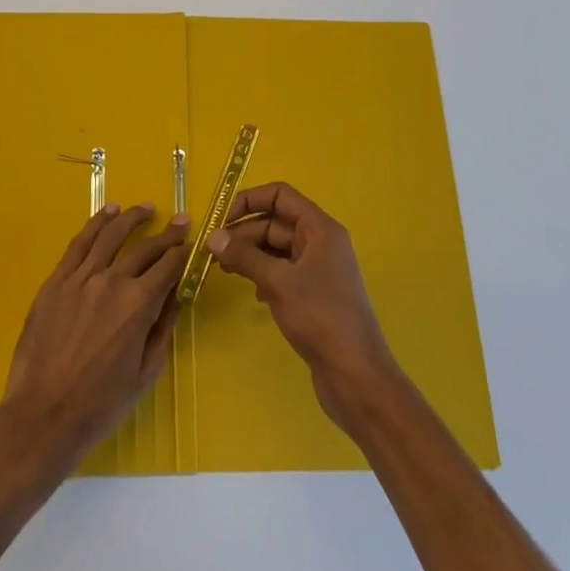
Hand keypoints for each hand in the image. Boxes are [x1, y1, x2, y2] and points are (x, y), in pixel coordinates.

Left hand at [3, 203, 189, 465]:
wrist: (44, 414)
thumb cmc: (101, 403)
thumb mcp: (146, 372)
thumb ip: (162, 328)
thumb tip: (174, 296)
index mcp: (139, 305)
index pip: (169, 266)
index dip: (183, 252)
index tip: (191, 242)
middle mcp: (112, 281)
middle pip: (145, 248)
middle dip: (167, 234)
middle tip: (180, 221)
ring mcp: (80, 278)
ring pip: (110, 236)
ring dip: (131, 218)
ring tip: (144, 209)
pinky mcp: (56, 281)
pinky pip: (79, 244)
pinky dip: (96, 224)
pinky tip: (107, 214)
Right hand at [206, 183, 402, 432]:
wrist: (356, 375)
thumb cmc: (320, 319)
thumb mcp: (278, 282)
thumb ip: (245, 256)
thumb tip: (213, 237)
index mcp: (320, 229)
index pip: (280, 195)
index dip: (249, 201)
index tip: (221, 221)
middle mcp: (321, 242)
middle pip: (275, 222)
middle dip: (243, 233)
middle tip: (213, 253)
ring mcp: (319, 269)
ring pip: (277, 249)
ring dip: (250, 255)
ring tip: (224, 271)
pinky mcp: (314, 294)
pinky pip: (283, 272)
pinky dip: (264, 276)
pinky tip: (253, 294)